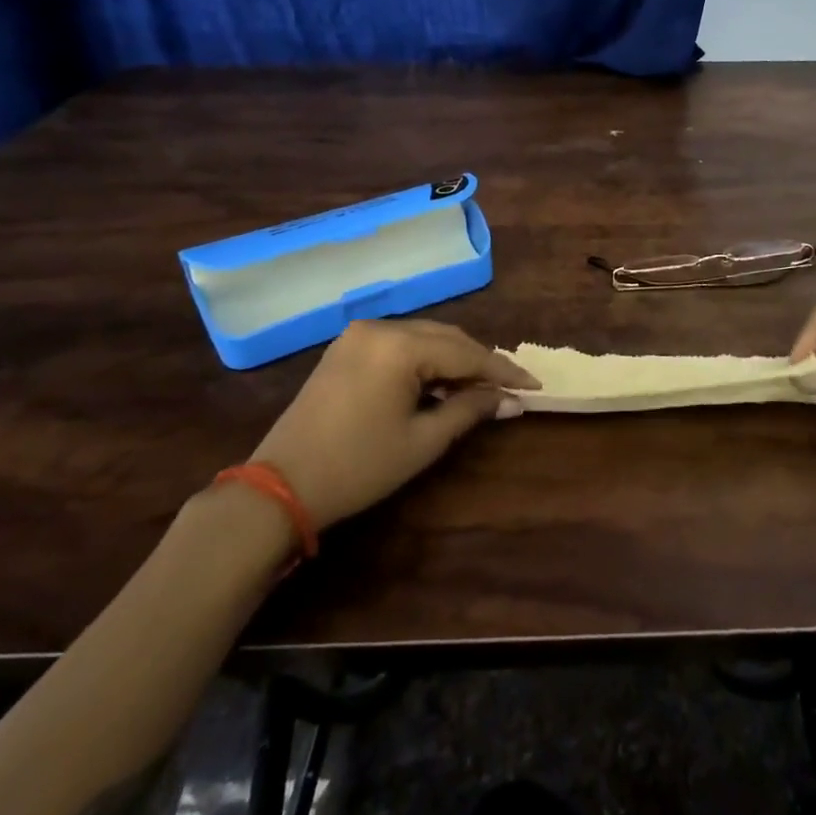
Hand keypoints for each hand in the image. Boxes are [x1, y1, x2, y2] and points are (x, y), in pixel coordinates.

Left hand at [249, 320, 539, 530]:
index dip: (503, 371)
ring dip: (453, 360)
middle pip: (447, 338)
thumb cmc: (359, 466)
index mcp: (400, 346)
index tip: (534, 385)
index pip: (467, 353)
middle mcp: (381, 328)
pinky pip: (399, 344)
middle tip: (510, 388)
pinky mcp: (345, 348)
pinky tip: (439, 383)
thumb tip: (511, 401)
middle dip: (480, 362)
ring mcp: (359, 335)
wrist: (280, 486)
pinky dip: (425, 360)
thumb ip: (471, 411)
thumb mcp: (422, 441)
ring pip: (423, 338)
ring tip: (479, 389)